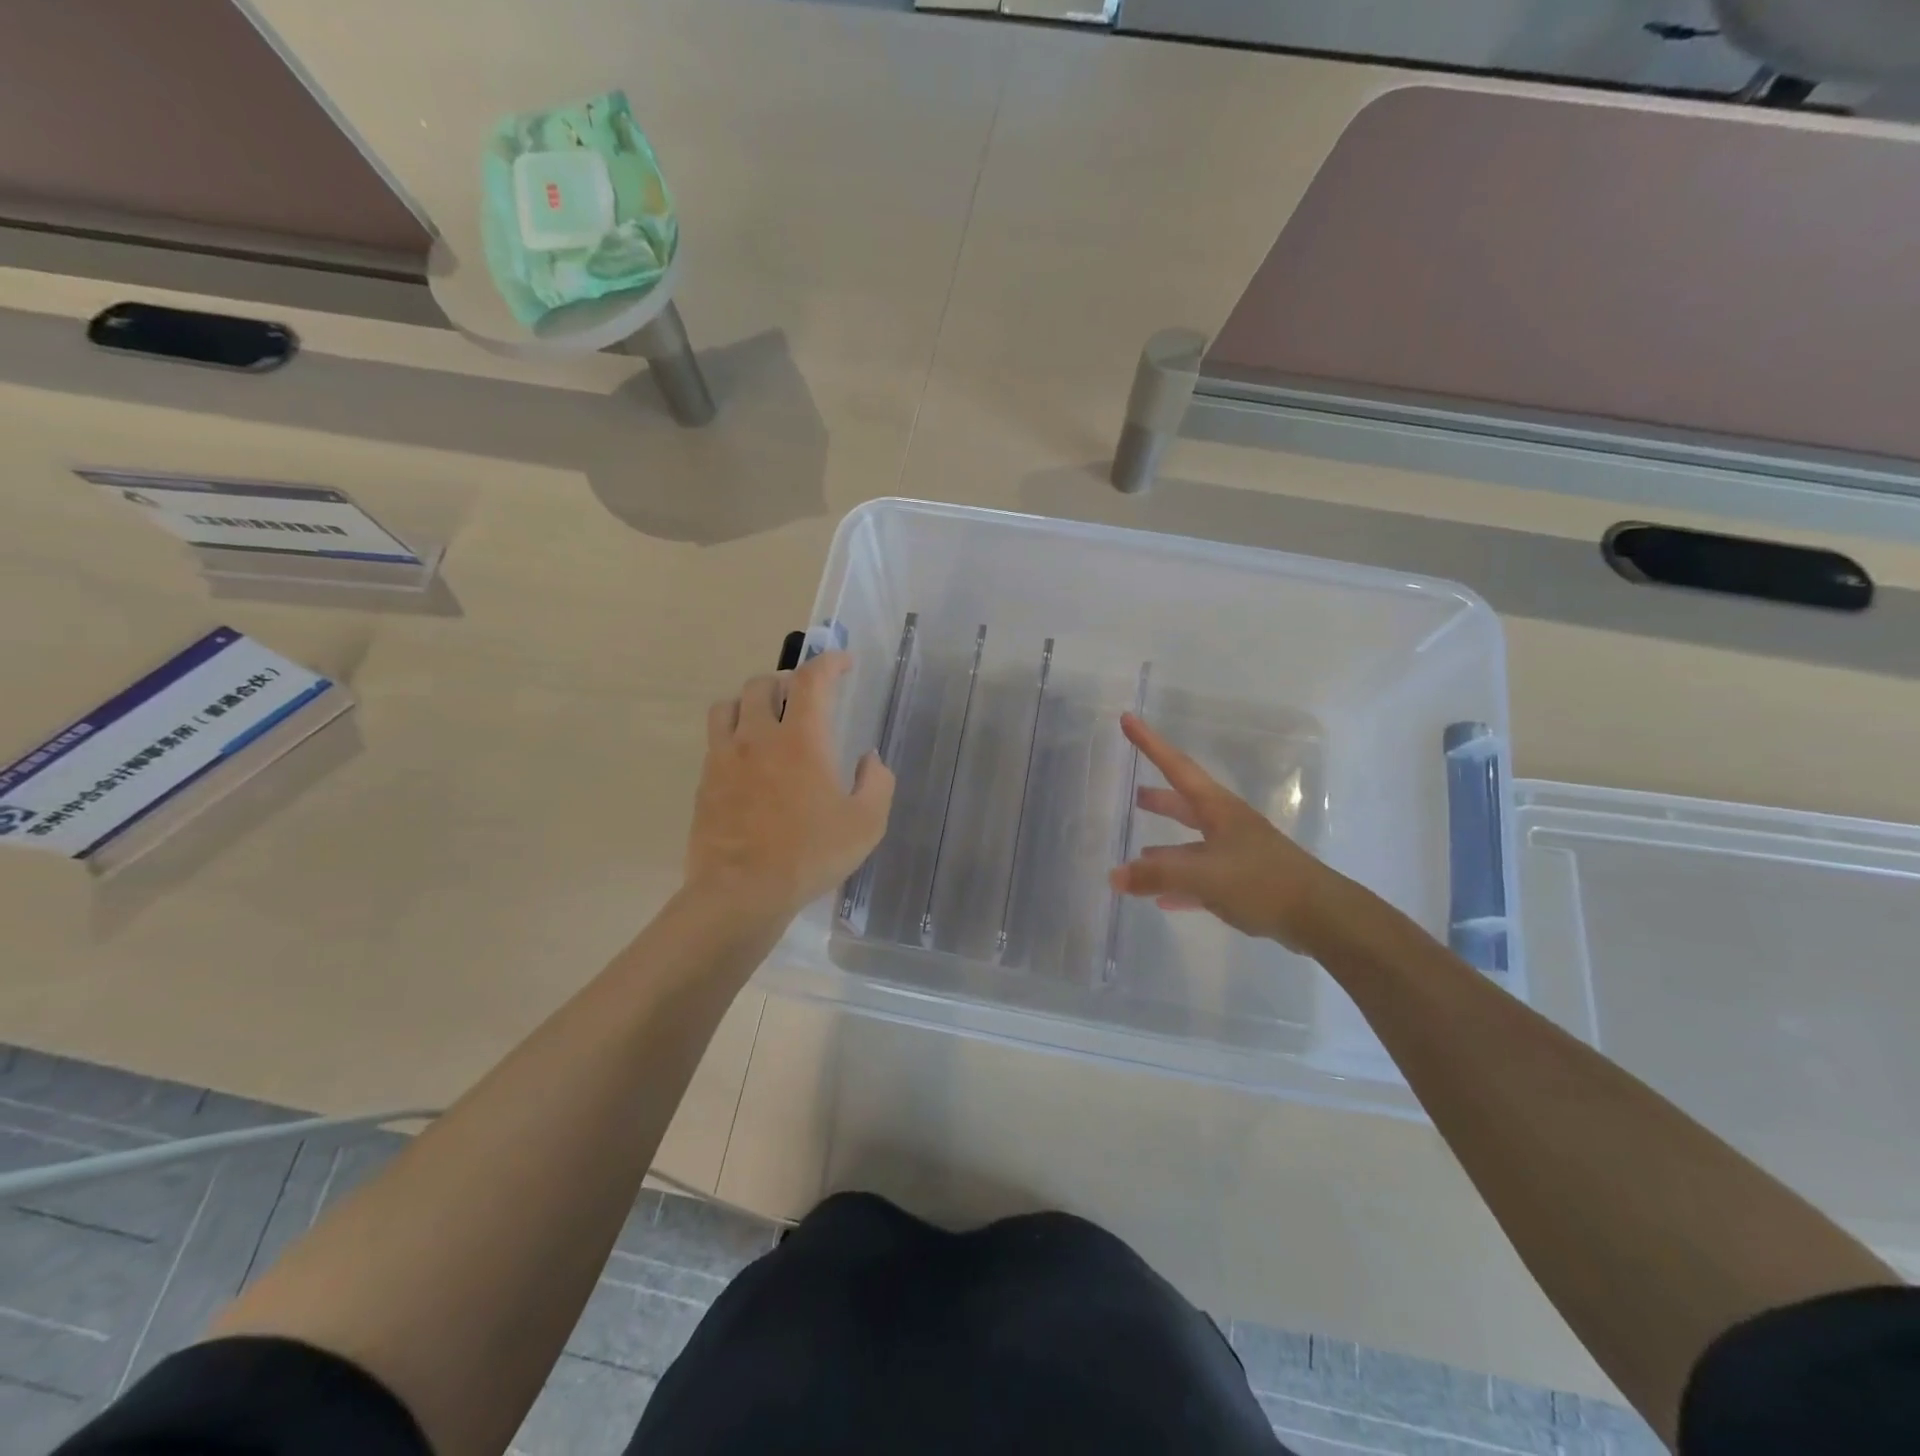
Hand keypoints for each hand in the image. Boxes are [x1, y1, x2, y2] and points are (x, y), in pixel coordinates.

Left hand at [687, 653, 893, 920]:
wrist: (742, 892)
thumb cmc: (810, 855)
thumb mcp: (866, 824)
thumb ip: (877, 783)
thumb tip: (869, 759)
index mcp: (802, 739)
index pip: (812, 679)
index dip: (829, 662)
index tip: (842, 663)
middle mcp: (759, 736)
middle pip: (763, 684)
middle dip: (786, 681)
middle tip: (802, 700)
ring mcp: (725, 757)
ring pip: (729, 705)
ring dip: (750, 702)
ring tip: (766, 721)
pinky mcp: (705, 780)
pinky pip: (715, 739)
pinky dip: (733, 734)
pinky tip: (746, 760)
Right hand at [1108, 713, 1350, 953]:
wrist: (1319, 916)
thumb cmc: (1261, 882)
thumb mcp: (1204, 876)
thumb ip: (1158, 875)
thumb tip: (1113, 875)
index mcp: (1217, 809)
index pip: (1176, 767)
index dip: (1149, 743)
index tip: (1127, 720)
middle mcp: (1226, 825)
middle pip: (1185, 805)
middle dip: (1160, 800)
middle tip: (1133, 796)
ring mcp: (1237, 854)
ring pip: (1192, 845)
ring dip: (1166, 848)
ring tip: (1140, 853)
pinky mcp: (1243, 884)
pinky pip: (1202, 880)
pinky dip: (1181, 885)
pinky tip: (1163, 900)